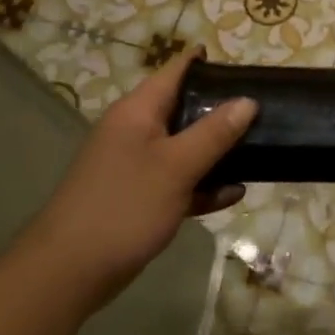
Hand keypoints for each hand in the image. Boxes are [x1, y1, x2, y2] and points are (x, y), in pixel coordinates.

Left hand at [20, 49, 256, 312]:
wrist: (71, 270)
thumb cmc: (125, 206)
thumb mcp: (177, 166)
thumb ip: (214, 133)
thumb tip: (247, 101)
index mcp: (137, 112)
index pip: (175, 72)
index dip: (206, 64)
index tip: (244, 66)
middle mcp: (135, 131)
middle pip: (183, 108)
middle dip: (221, 110)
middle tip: (263, 111)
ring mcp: (136, 166)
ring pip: (184, 147)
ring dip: (217, 150)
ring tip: (258, 149)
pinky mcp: (140, 197)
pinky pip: (179, 181)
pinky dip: (203, 185)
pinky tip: (234, 193)